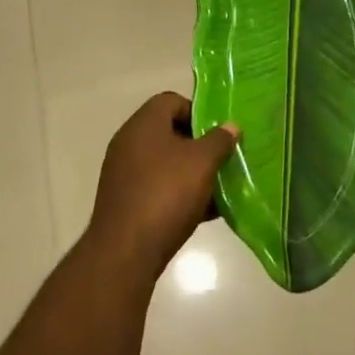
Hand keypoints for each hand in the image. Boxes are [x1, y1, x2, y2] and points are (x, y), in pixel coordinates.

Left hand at [86, 92, 239, 279]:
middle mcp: (129, 142)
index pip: (172, 101)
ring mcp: (124, 173)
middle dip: (198, 146)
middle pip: (169, 132)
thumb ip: (219, 140)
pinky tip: (202, 213)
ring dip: (191, 173)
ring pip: (165, 163)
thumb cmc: (166, 194)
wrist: (125, 253)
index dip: (198, 112)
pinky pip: (156, 188)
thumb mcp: (202, 163)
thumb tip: (231, 126)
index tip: (217, 134)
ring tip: (217, 189)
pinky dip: (178, 194)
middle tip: (220, 160)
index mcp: (143, 123)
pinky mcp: (124, 202)